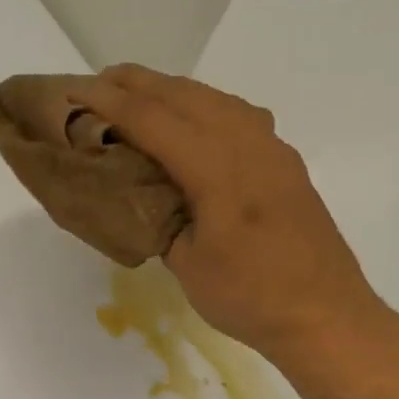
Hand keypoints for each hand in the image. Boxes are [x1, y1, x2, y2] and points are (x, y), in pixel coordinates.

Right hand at [85, 65, 389, 361]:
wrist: (325, 315)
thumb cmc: (249, 296)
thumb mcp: (187, 263)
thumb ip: (163, 218)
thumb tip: (148, 196)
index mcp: (217, 168)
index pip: (152, 120)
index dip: (109, 103)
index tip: (73, 92)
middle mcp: (246, 143)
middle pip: (183, 95)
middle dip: (137, 83)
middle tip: (97, 82)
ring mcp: (271, 148)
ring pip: (214, 98)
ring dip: (171, 90)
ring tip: (138, 94)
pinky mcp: (284, 162)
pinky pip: (236, 114)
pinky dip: (203, 105)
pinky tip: (193, 120)